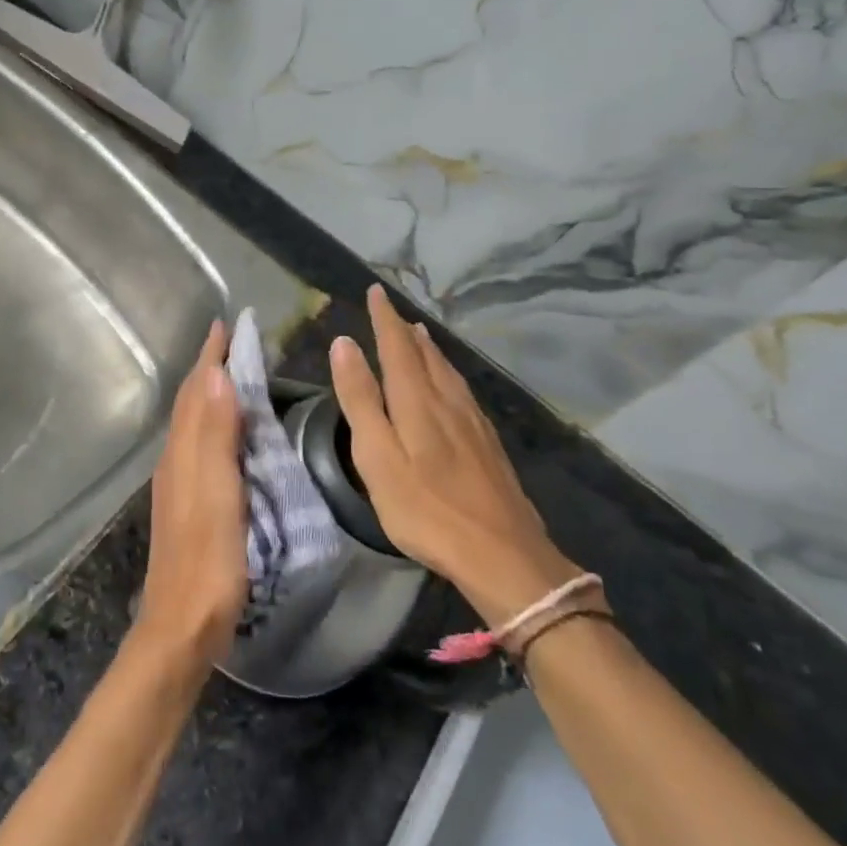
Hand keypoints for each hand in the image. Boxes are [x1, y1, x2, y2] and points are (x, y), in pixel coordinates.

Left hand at [133, 320, 245, 669]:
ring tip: (230, 376)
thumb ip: (216, 436)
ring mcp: (178, 485)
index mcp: (183, 454)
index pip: (196, 392)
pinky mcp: (186, 505)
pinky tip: (224, 436)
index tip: (224, 324)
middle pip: (190, 403)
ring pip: (191, 424)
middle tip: (231, 342)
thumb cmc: (207, 562)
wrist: (180, 626)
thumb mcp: (218, 495)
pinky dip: (211, 424)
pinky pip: (197, 447)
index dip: (209, 357)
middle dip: (208, 370)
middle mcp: (175, 462)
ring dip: (208, 395)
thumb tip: (216, 374)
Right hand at [330, 285, 581, 622]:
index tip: (376, 291)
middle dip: (405, 330)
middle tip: (393, 310)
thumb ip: (360, 399)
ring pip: (448, 371)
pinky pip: (463, 390)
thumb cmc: (425, 509)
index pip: (396, 346)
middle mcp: (447, 400)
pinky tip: (451, 384)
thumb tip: (344, 344)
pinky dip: (448, 373)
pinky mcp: (488, 443)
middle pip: (425, 354)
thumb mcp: (377, 457)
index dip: (384, 318)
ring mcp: (473, 422)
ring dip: (429, 349)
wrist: (502, 554)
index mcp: (416, 401)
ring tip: (419, 334)